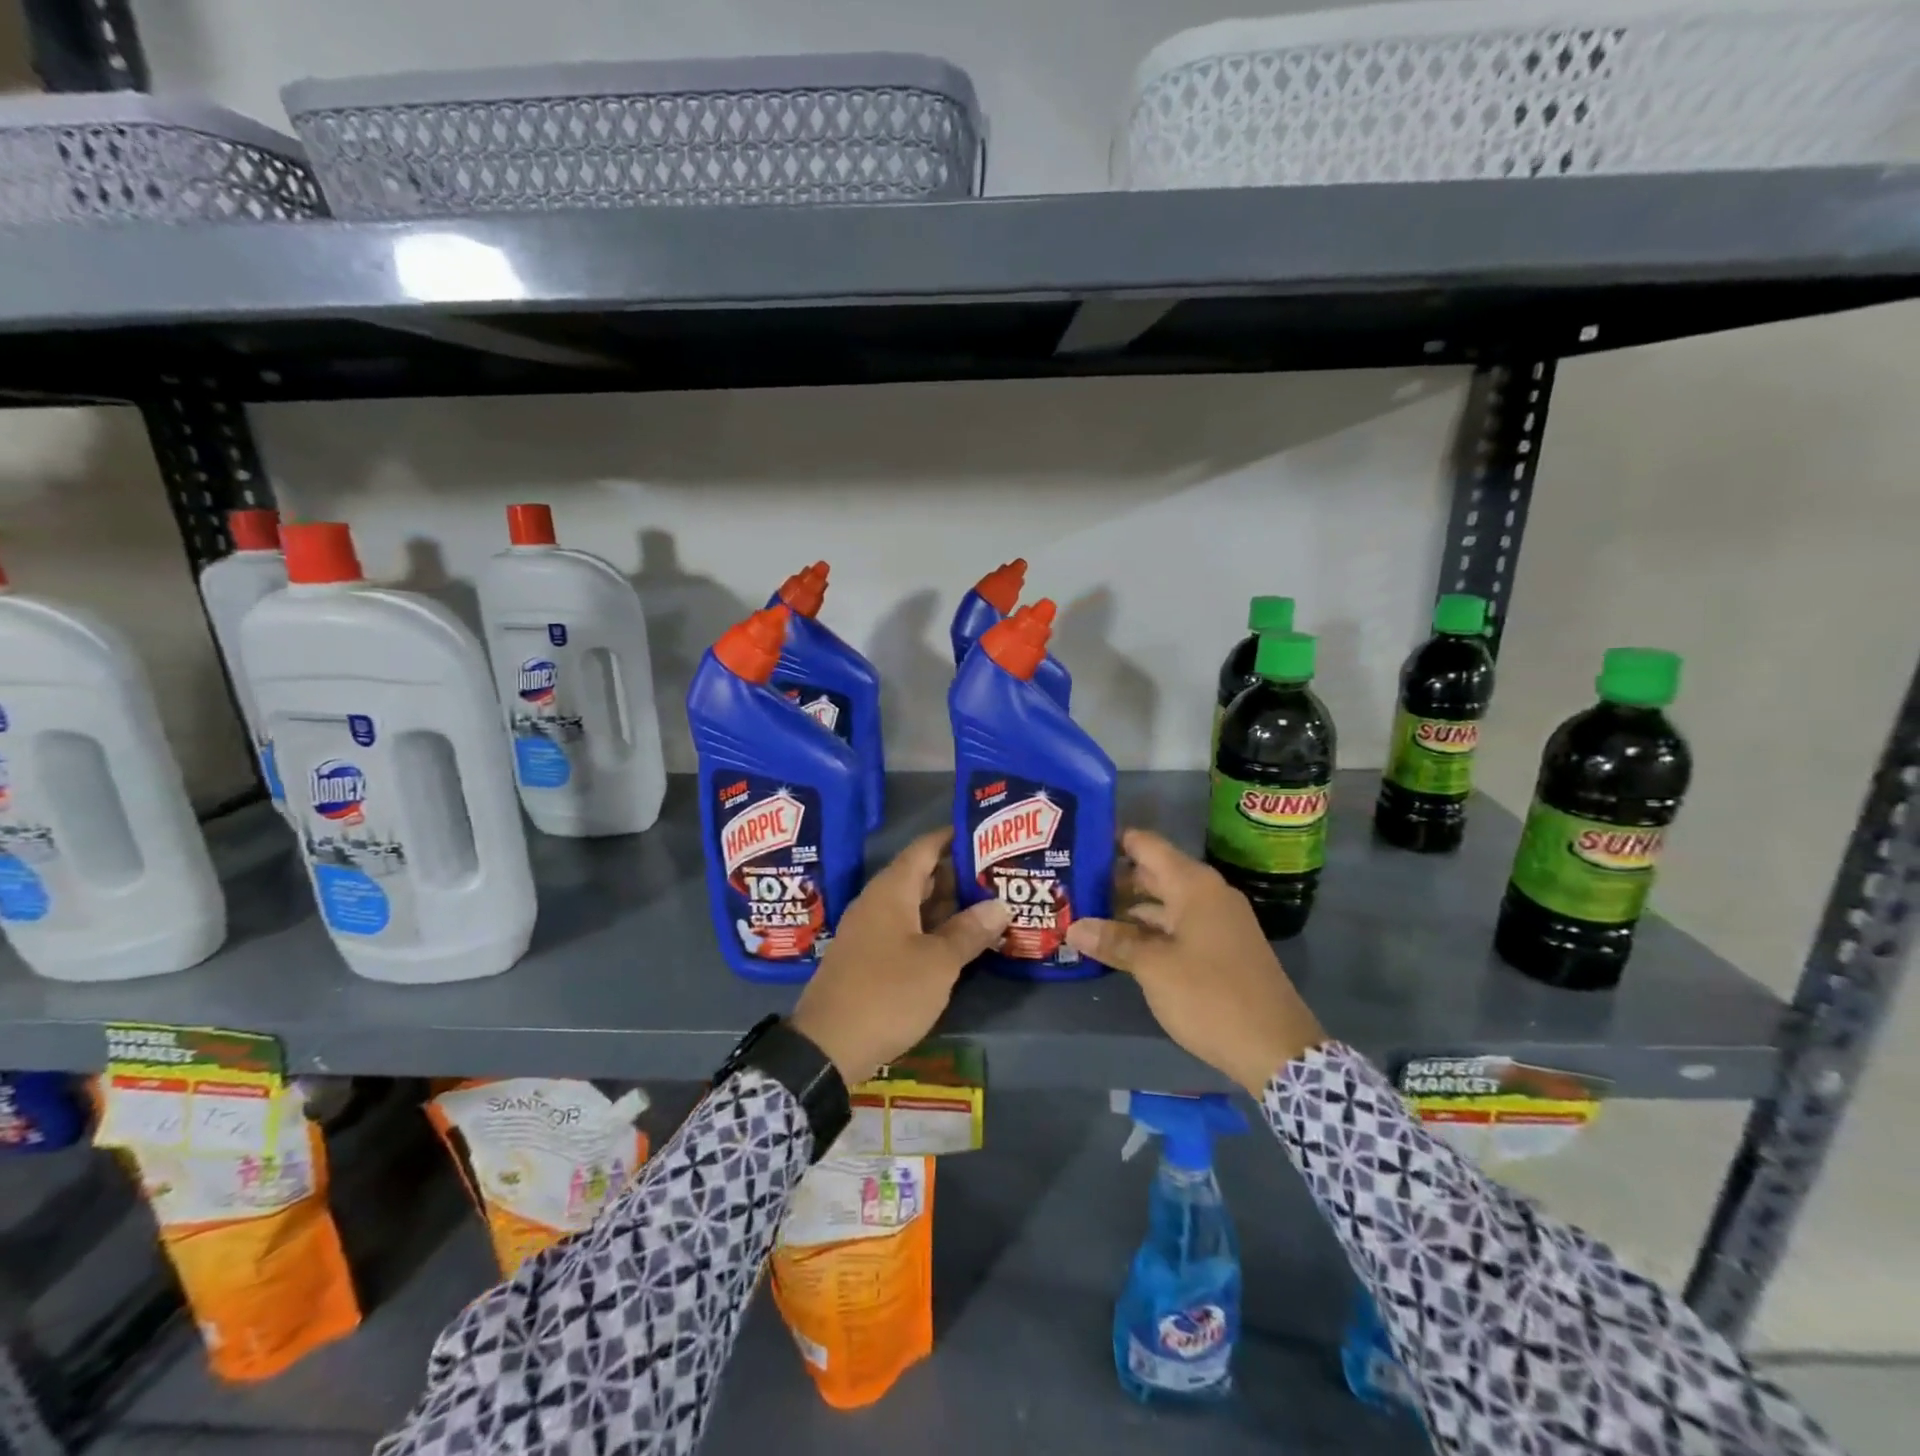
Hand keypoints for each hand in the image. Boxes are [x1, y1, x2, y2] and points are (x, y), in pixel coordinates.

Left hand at [791, 828, 1010, 1085]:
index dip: (952, 837)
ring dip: (946, 906)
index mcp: (891, 891)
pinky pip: (904, 930)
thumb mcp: (938, 963)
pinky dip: (931, 929)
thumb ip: (969, 931)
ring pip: (913, 906)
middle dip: (957, 874)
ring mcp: (869, 931)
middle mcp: (877, 903)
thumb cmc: (887, 993)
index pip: (924, 848)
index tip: (983, 832)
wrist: (828, 1046)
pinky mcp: (867, 958)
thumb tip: (999, 904)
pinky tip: (958, 942)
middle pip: (920, 876)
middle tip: (997, 874)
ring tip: (987, 906)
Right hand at [1066, 829, 1324, 1094]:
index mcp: (1193, 885)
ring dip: (1127, 908)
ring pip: (1163, 902)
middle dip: (1113, 878)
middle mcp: (1207, 894)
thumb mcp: (1154, 968)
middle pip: (1152, 872)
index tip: (1077, 842)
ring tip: (1084, 912)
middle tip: (1070, 882)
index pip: (1146, 845)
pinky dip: (1148, 929)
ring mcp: (1217, 922)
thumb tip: (1072, 926)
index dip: (1112, 840)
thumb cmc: (1211, 996)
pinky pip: (1176, 925)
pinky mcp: (1220, 948)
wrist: (1277, 1049)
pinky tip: (1119, 942)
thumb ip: (1114, 942)